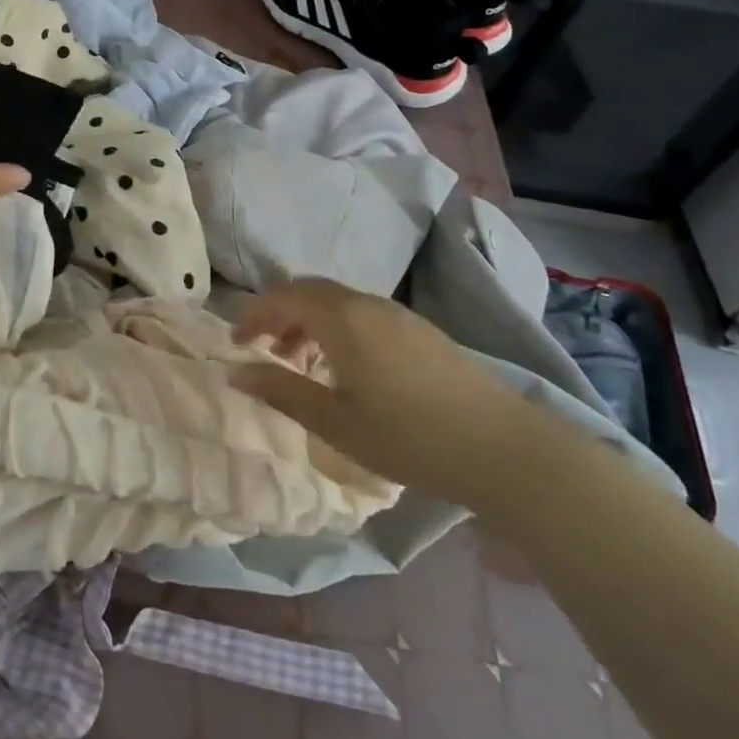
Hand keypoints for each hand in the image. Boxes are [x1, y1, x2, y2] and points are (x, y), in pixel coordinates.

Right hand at [233, 279, 527, 507]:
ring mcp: (398, 315)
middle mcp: (367, 304)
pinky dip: (337, 329)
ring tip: (300, 364)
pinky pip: (363, 315)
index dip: (253, 315)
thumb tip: (237, 372)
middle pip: (310, 291)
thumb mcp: (335, 423)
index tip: (236, 345)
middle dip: (279, 314)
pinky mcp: (420, 331)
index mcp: (342, 319)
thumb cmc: (409, 437)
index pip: (283, 296)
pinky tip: (345, 370)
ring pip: (337, 302)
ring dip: (309, 322)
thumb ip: (282, 391)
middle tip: (264, 350)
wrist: (502, 447)